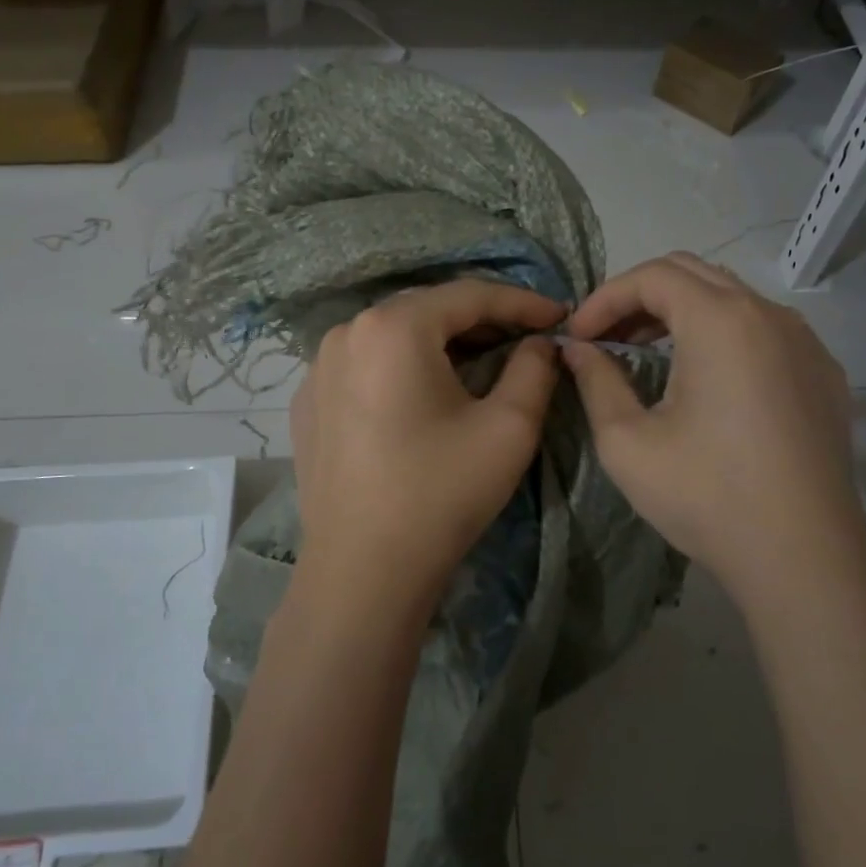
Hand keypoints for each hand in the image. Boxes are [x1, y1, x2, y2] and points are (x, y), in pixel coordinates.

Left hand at [291, 280, 564, 615]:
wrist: (363, 572)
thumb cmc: (441, 492)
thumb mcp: (509, 427)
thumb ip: (535, 369)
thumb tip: (538, 344)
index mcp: (393, 327)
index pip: (469, 295)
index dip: (521, 303)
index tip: (558, 318)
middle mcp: (346, 333)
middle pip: (427, 312)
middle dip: (481, 323)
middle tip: (525, 342)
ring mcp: (318, 369)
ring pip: (393, 339)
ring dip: (441, 347)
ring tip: (481, 366)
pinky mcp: (307, 405)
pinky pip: (365, 369)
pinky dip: (401, 372)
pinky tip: (423, 401)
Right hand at [562, 253, 865, 603]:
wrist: (804, 556)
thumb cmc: (706, 496)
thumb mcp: (628, 442)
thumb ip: (596, 381)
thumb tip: (577, 350)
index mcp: (721, 321)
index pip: (652, 275)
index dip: (605, 298)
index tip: (577, 337)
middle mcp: (769, 315)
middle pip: (693, 274)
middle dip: (639, 297)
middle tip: (605, 338)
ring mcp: (806, 342)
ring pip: (732, 298)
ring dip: (681, 313)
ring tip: (647, 353)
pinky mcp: (824, 373)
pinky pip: (765, 330)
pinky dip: (723, 335)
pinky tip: (707, 381)